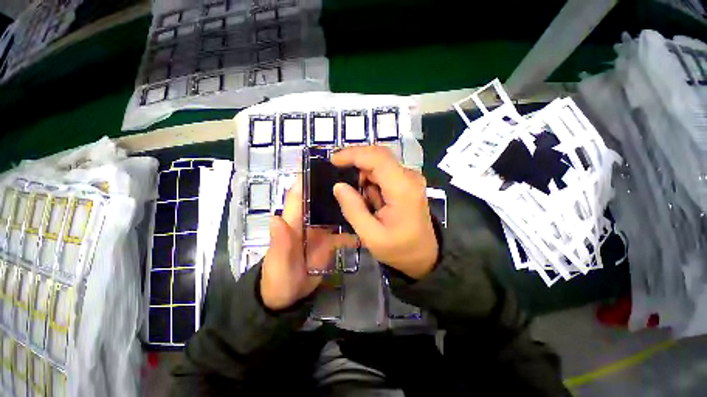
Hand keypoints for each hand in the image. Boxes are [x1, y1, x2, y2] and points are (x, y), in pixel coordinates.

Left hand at [260, 176, 357, 310]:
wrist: (288, 299)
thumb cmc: (278, 279)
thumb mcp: (277, 263)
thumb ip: (279, 243)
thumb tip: (275, 217)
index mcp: (293, 222)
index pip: (298, 195)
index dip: (305, 179)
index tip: (321, 164)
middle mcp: (308, 222)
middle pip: (320, 200)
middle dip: (332, 187)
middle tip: (354, 176)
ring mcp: (320, 232)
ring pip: (333, 213)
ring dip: (345, 205)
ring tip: (365, 194)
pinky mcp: (329, 242)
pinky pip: (343, 232)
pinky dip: (353, 228)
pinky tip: (366, 224)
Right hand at [331, 146, 438, 279]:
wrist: (424, 254)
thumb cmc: (399, 249)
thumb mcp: (371, 236)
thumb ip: (353, 210)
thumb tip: (338, 186)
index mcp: (402, 189)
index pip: (377, 158)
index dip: (353, 154)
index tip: (333, 160)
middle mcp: (409, 177)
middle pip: (378, 157)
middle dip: (357, 165)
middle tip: (343, 184)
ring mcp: (410, 178)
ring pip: (380, 165)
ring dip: (365, 179)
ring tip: (366, 204)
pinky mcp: (407, 182)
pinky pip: (384, 173)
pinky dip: (372, 183)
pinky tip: (373, 202)